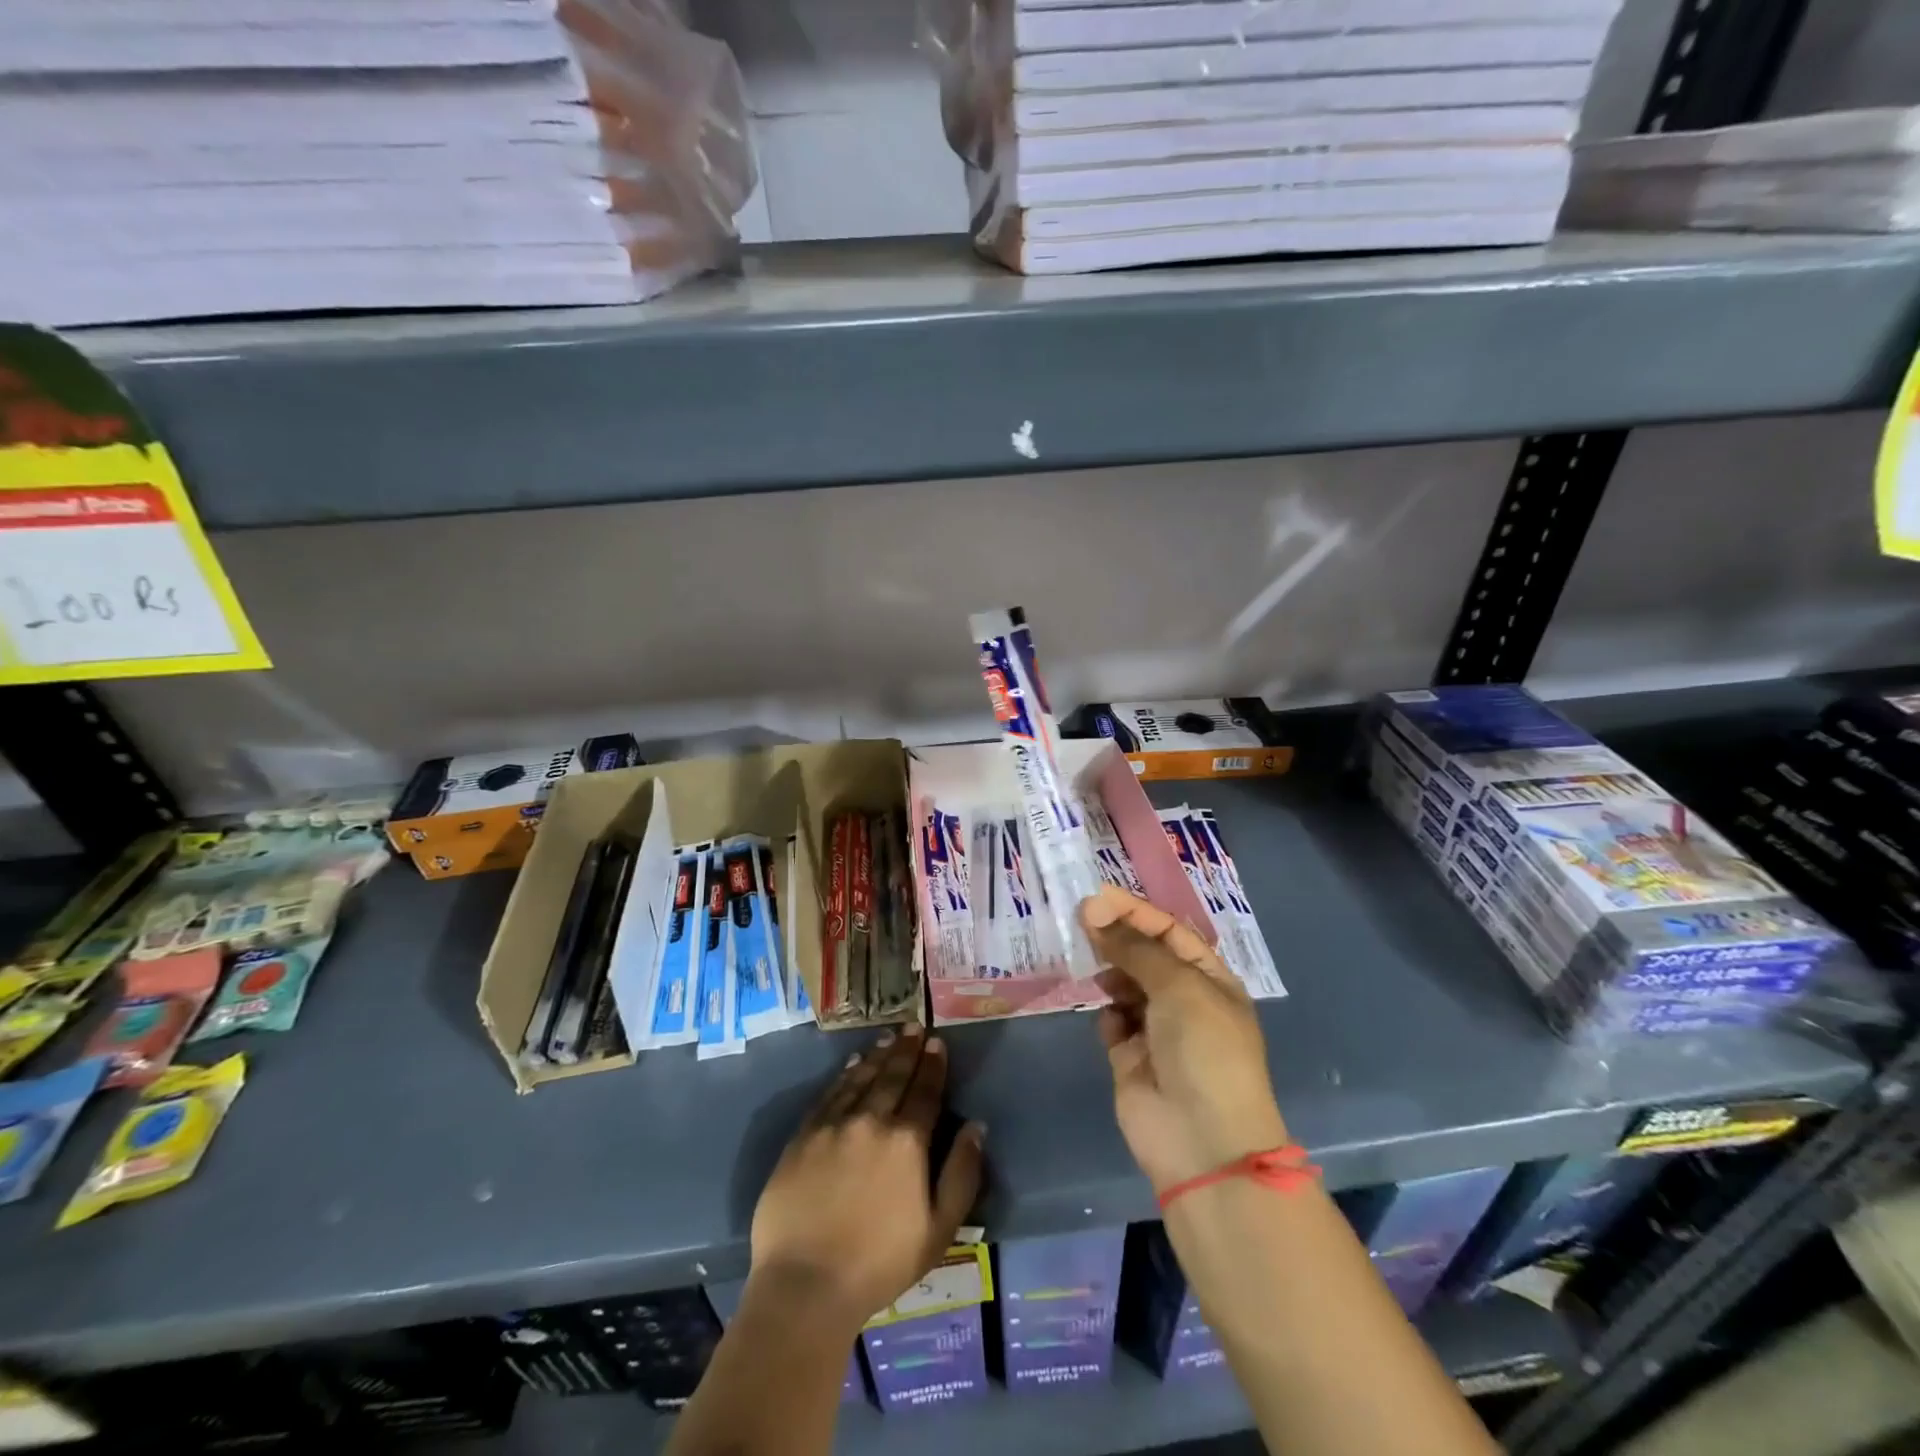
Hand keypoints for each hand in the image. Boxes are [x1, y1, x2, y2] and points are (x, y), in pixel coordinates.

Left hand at [749, 1025, 984, 1332]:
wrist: (804, 1285)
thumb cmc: (879, 1263)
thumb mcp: (938, 1230)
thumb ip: (961, 1174)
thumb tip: (976, 1127)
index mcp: (906, 1141)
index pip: (925, 1091)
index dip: (933, 1065)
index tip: (937, 1043)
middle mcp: (871, 1120)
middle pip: (893, 1076)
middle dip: (907, 1050)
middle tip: (915, 1027)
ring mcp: (833, 1125)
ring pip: (861, 1077)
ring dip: (878, 1055)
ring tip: (889, 1038)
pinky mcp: (803, 1136)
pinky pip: (830, 1094)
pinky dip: (844, 1075)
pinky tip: (852, 1065)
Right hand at [1084, 886, 1288, 1192]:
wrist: (1202, 1141)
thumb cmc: (1204, 1050)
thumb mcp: (1179, 986)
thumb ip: (1136, 948)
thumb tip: (1096, 912)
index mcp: (1210, 980)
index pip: (1170, 932)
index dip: (1135, 912)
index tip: (1096, 896)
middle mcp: (1184, 1001)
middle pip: (1144, 956)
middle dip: (1116, 937)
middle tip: (1079, 919)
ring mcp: (1156, 1030)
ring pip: (1124, 986)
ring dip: (1107, 971)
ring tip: (1085, 960)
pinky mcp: (1129, 1058)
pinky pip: (1111, 1021)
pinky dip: (1106, 1012)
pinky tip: (1104, 1013)